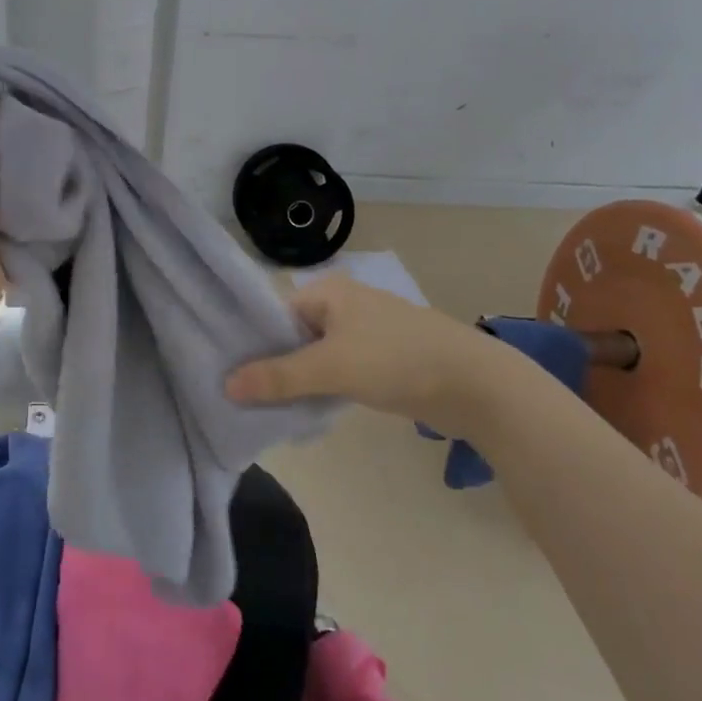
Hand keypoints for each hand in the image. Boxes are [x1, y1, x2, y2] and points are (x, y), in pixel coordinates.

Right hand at [225, 274, 538, 440]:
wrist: (474, 383)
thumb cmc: (395, 360)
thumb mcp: (330, 368)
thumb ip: (278, 377)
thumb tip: (226, 385)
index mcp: (328, 291)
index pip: (274, 313)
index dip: (253, 343)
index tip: (231, 374)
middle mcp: (344, 303)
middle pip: (293, 335)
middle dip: (274, 365)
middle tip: (247, 397)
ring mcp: (366, 331)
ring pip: (316, 355)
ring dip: (299, 379)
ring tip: (271, 408)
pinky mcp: (383, 357)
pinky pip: (339, 369)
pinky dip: (324, 386)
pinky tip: (308, 409)